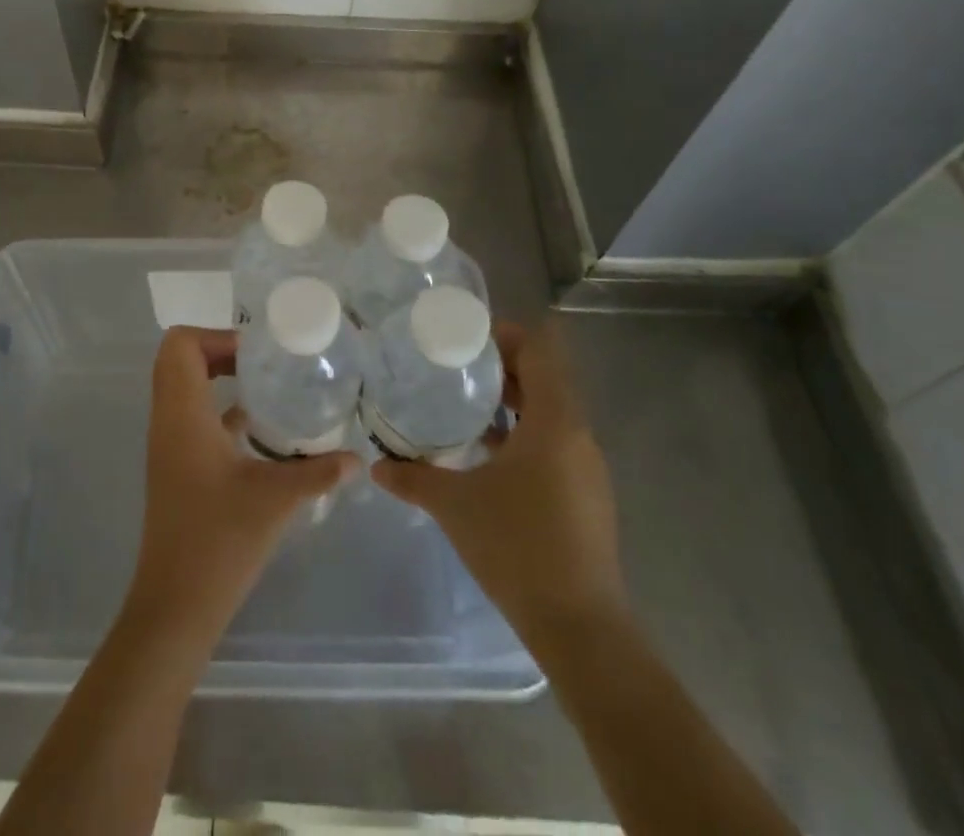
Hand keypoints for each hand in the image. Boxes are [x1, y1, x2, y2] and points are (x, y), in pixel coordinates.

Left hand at [125, 326, 358, 645]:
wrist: (176, 604)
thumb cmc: (219, 541)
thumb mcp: (276, 499)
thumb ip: (317, 472)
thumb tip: (357, 458)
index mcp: (182, 414)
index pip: (180, 345)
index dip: (216, 336)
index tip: (257, 352)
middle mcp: (168, 420)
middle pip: (179, 359)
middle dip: (218, 350)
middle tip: (263, 362)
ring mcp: (168, 444)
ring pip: (183, 387)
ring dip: (217, 377)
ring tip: (266, 385)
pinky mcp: (176, 466)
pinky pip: (191, 416)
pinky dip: (219, 409)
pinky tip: (257, 430)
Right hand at [371, 316, 626, 639]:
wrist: (580, 629)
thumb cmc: (518, 548)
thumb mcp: (455, 505)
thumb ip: (413, 478)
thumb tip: (376, 466)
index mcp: (555, 422)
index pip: (541, 351)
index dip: (508, 335)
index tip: (468, 339)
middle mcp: (579, 436)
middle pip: (546, 379)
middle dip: (503, 369)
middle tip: (457, 369)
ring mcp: (588, 469)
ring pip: (552, 413)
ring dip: (514, 404)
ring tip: (467, 408)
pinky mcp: (587, 496)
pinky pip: (556, 444)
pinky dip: (525, 436)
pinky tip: (488, 457)